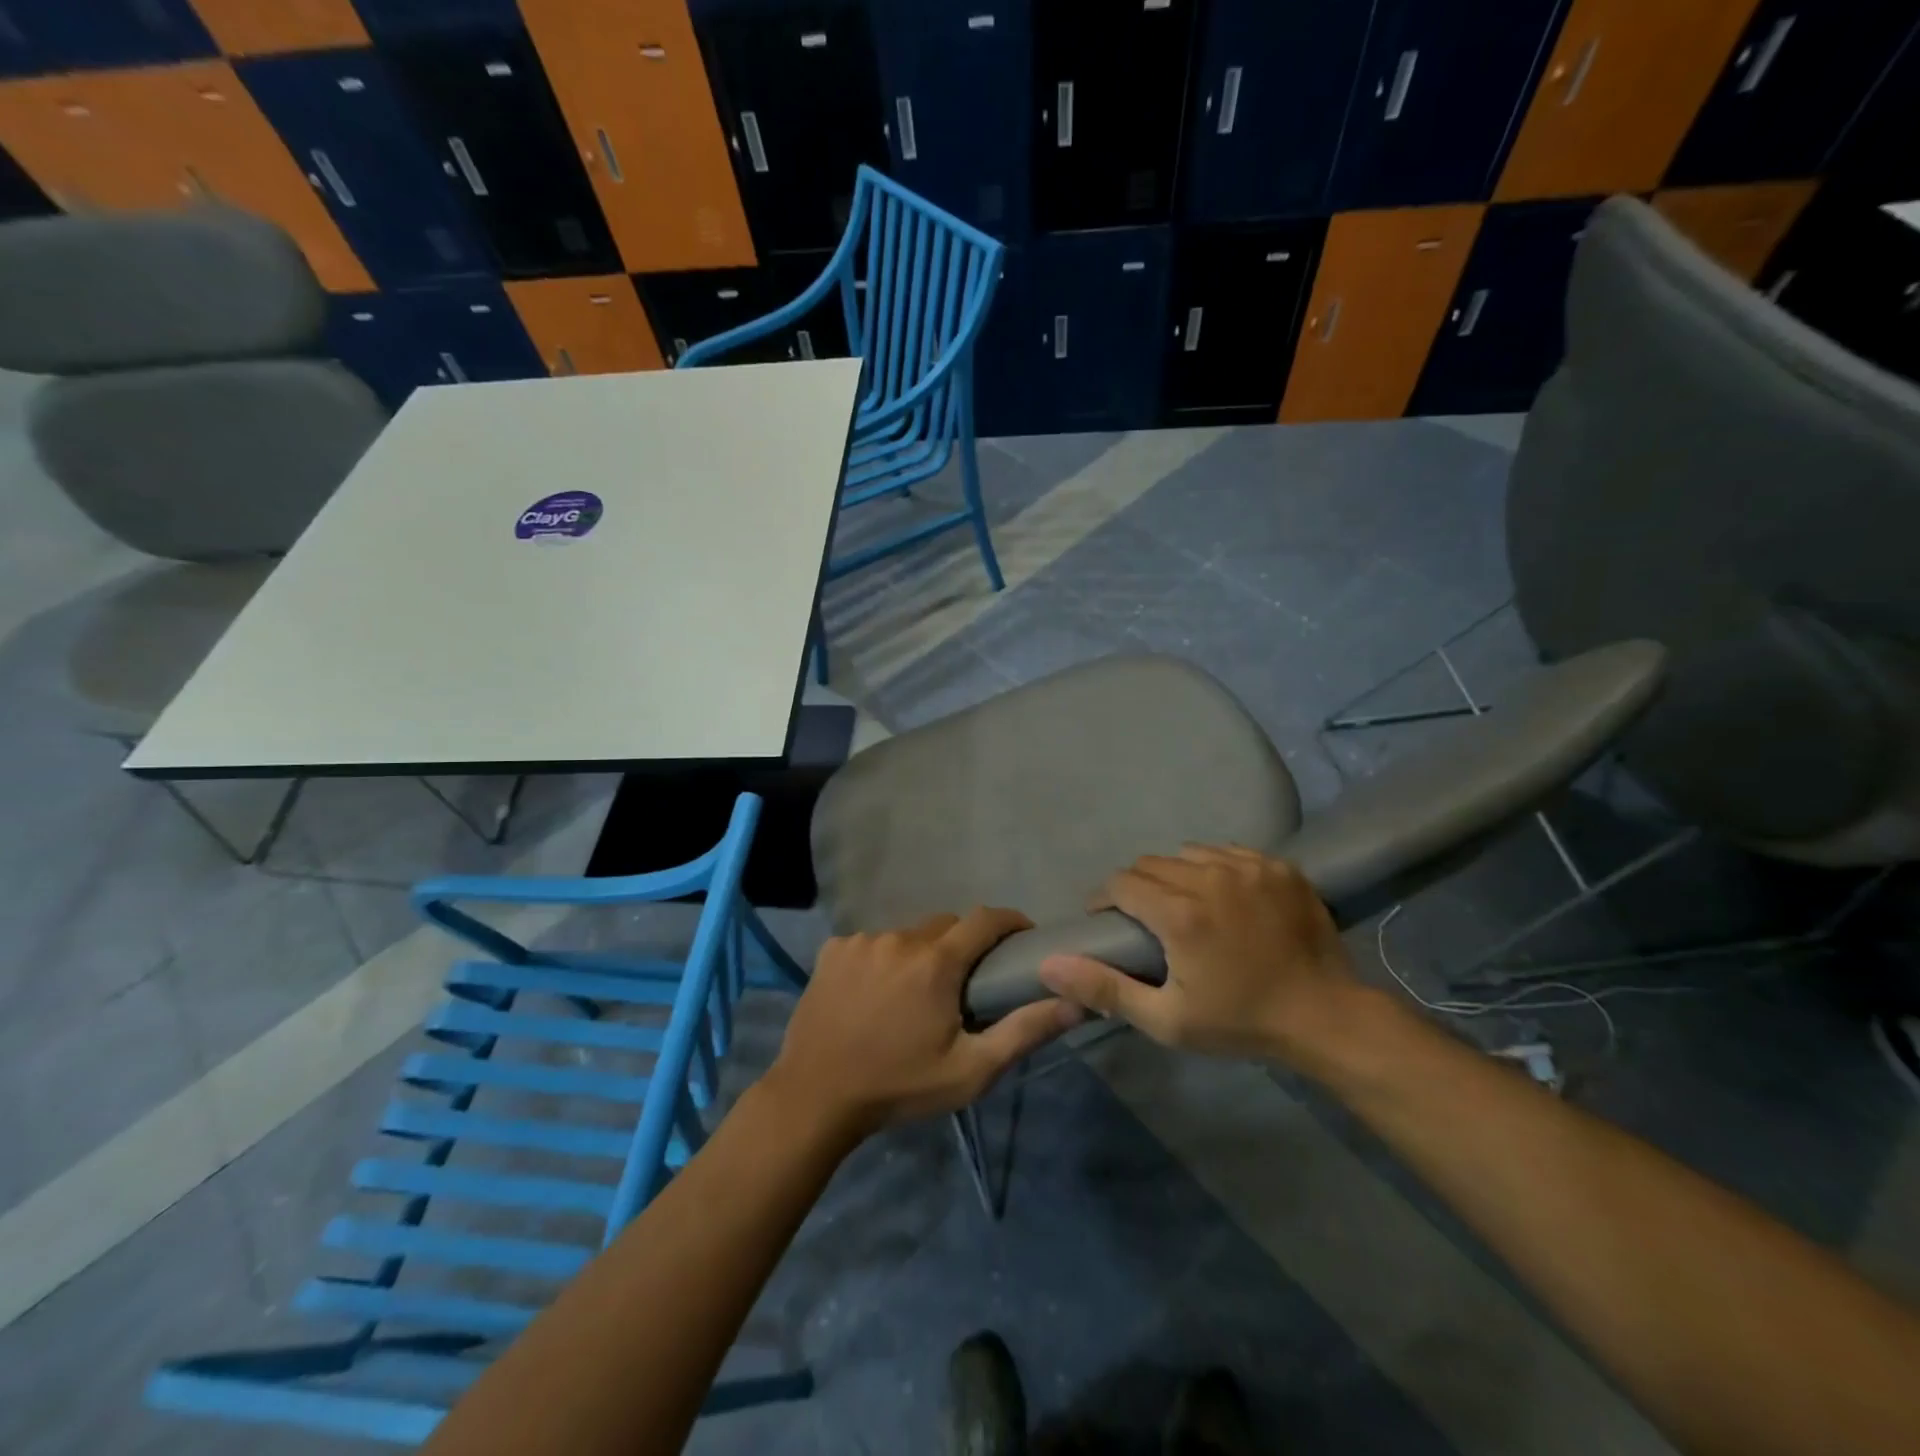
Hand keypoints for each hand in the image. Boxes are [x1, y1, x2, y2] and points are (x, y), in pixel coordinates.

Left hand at [769, 907, 1082, 1138]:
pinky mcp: (832, 950)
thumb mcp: (970, 1070)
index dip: (1009, 921)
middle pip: (945, 926)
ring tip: (913, 995)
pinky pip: (871, 943)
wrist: (815, 1097)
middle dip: (962, 945)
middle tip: (964, 983)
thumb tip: (1075, 1001)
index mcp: (936, 961)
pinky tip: (873, 994)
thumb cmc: (899, 1086)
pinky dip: (882, 960)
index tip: (1022, 937)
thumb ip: (1024, 1031)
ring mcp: (861, 941)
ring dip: (919, 955)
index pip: (985, 919)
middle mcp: (900, 938)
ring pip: (907, 935)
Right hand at [1038, 845, 1361, 1065]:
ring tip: (1184, 904)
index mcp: (1180, 914)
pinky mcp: (1279, 867)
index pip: (1122, 883)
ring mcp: (1249, 867)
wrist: (1327, 1018)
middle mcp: (1211, 878)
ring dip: (1176, 874)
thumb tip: (1050, 963)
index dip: (1105, 900)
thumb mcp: (1166, 1020)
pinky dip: (1215, 868)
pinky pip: (1228, 852)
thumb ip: (1104, 988)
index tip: (1108, 921)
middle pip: (1151, 864)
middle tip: (1145, 919)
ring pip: (1188, 853)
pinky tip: (1224, 896)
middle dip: (1137, 887)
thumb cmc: (1241, 1022)